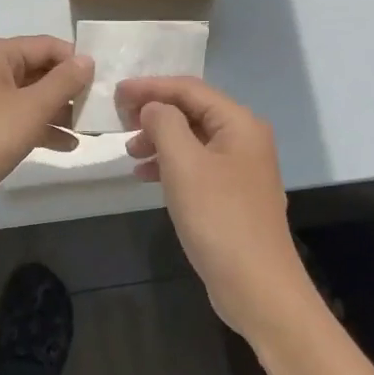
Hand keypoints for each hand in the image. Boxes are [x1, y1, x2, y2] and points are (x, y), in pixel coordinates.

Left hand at [0, 37, 93, 231]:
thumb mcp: (31, 108)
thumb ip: (63, 82)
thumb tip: (87, 59)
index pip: (46, 45)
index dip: (76, 61)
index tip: (104, 82)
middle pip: (39, 70)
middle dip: (70, 88)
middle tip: (101, 107)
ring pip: (31, 97)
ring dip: (59, 111)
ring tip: (91, 129)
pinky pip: (19, 119)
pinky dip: (42, 128)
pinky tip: (68, 145)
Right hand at [117, 77, 311, 338]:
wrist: (257, 287)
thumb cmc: (218, 218)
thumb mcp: (183, 164)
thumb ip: (164, 124)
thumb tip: (152, 107)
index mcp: (239, 123)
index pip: (189, 89)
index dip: (150, 86)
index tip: (116, 92)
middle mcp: (244, 138)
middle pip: (192, 110)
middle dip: (154, 112)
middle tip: (120, 120)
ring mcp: (240, 168)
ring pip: (192, 138)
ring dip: (159, 139)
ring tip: (129, 151)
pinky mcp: (232, 195)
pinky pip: (196, 165)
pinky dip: (170, 164)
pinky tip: (145, 175)